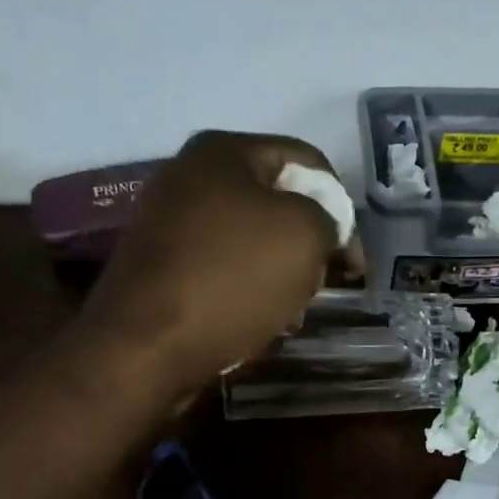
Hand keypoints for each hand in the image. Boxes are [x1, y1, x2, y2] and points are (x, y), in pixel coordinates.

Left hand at [73, 130, 360, 396]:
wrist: (145, 347)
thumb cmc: (232, 278)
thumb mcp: (303, 235)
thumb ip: (328, 218)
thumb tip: (321, 229)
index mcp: (223, 152)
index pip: (306, 161)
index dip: (342, 206)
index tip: (353, 259)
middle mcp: (190, 177)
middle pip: (277, 202)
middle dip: (310, 243)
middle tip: (327, 283)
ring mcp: (169, 223)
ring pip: (252, 240)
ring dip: (283, 273)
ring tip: (295, 310)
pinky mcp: (160, 267)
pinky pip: (222, 269)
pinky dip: (249, 290)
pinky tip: (262, 321)